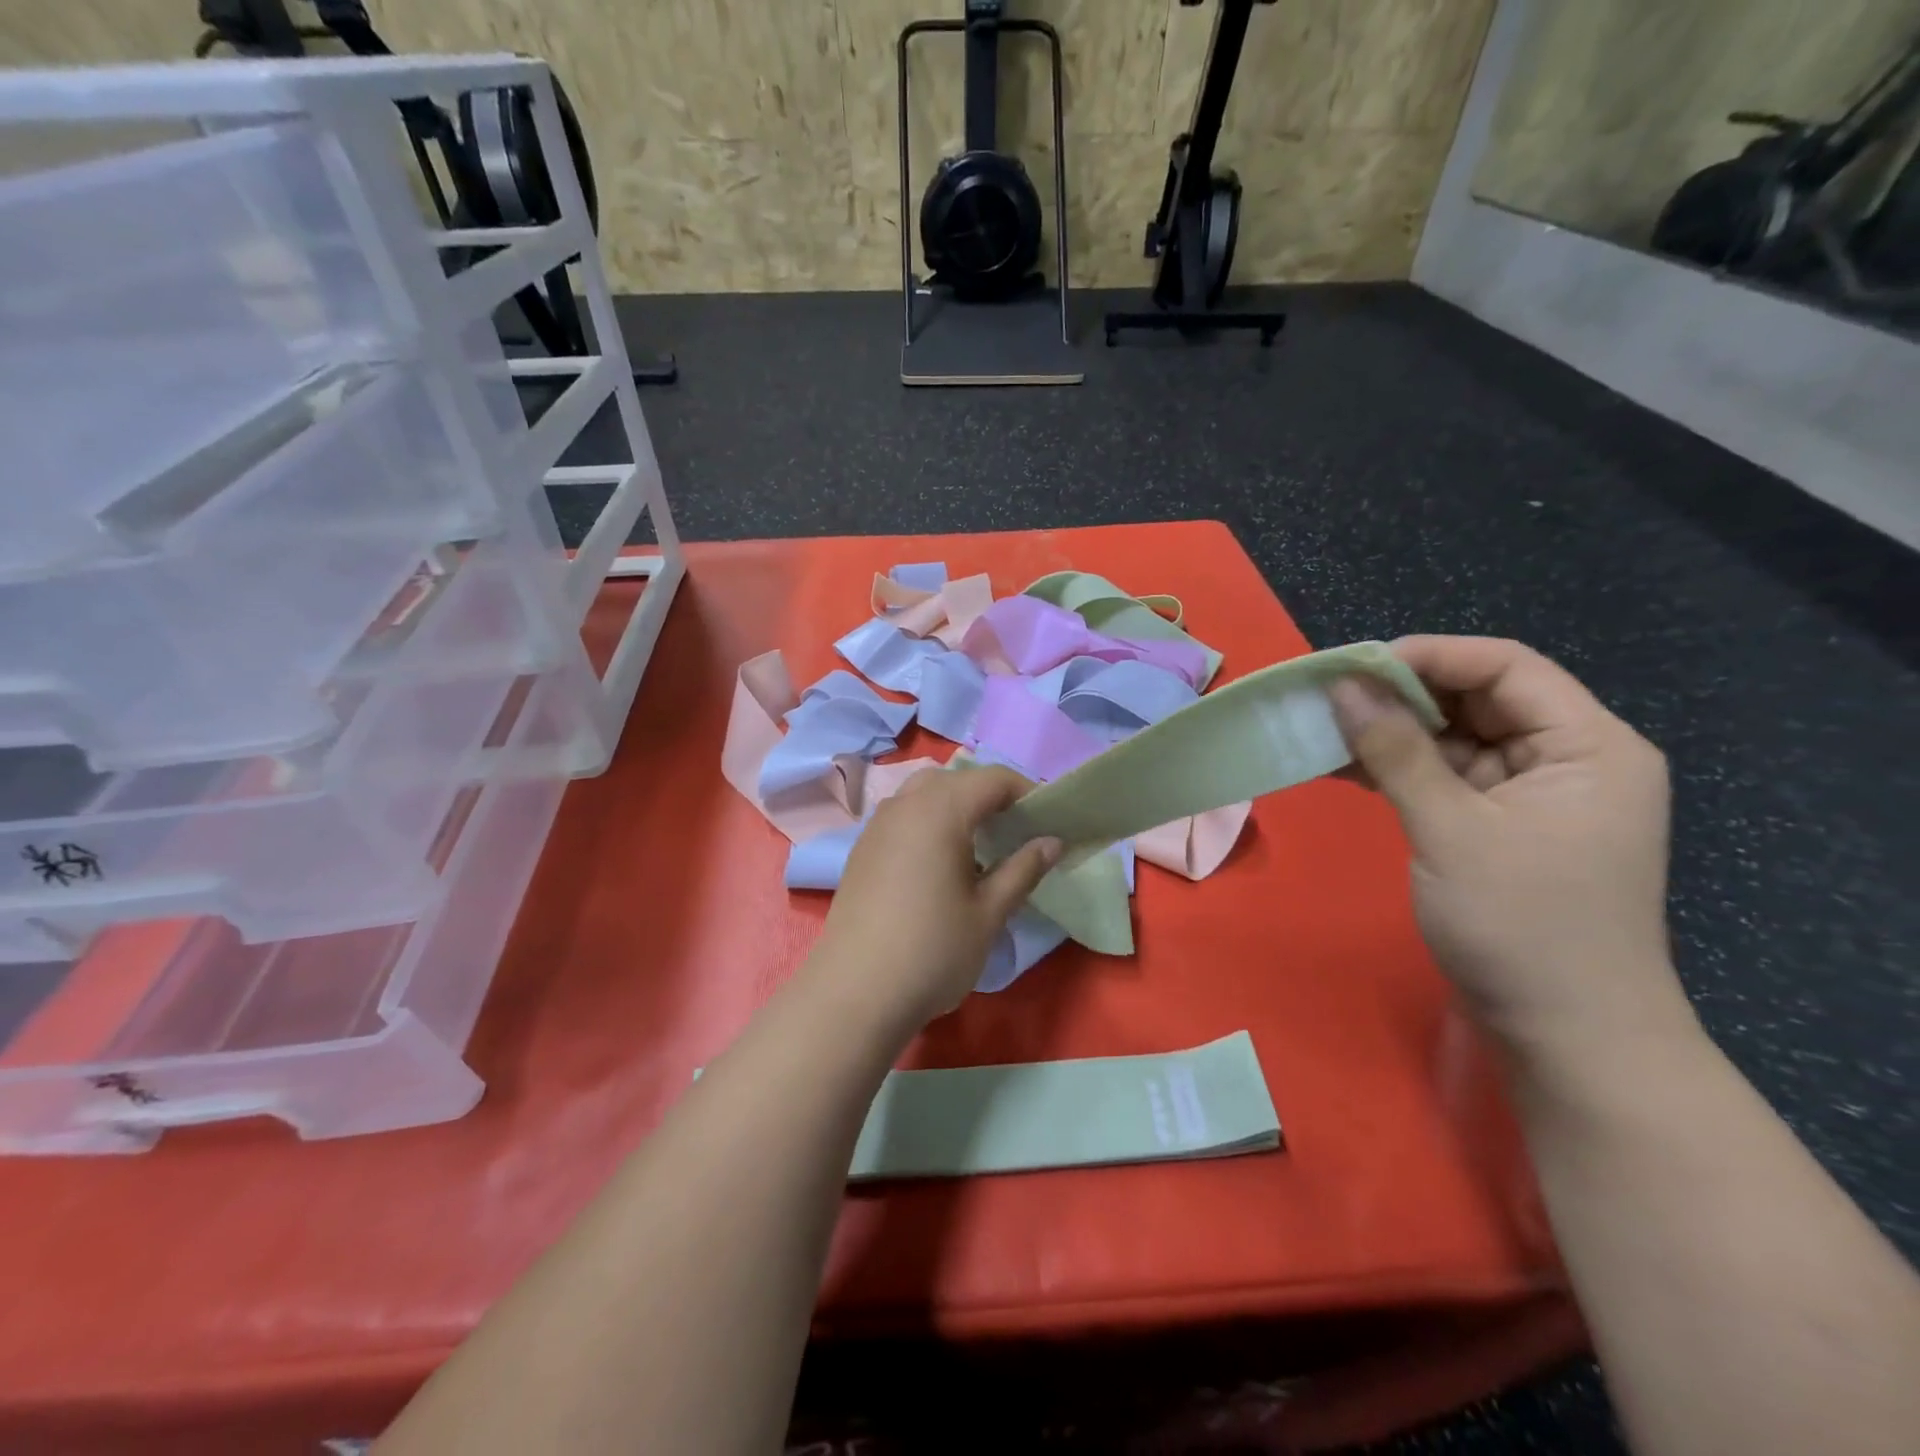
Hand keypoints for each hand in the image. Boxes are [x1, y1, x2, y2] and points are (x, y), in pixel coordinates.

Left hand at [806, 766, 1061, 1034]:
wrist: (854, 994)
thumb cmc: (932, 951)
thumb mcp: (989, 913)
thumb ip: (1023, 870)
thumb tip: (1052, 841)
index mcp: (940, 810)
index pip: (992, 779)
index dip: (1027, 792)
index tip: (1049, 821)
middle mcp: (905, 805)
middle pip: (956, 781)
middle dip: (991, 798)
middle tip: (1016, 834)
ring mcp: (877, 826)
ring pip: (925, 795)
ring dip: (957, 808)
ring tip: (981, 849)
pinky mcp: (861, 850)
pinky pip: (904, 818)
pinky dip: (930, 824)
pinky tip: (941, 866)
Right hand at [1329, 636, 1691, 1059]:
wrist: (1566, 1037)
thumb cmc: (1522, 927)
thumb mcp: (1452, 830)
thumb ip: (1396, 751)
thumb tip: (1342, 685)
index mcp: (1587, 745)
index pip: (1505, 667)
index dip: (1428, 656)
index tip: (1352, 668)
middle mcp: (1567, 758)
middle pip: (1477, 698)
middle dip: (1401, 694)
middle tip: (1327, 697)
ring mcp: (1533, 794)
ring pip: (1454, 738)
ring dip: (1391, 733)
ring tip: (1323, 728)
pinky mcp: (1500, 826)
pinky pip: (1444, 776)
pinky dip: (1396, 768)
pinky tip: (1344, 765)